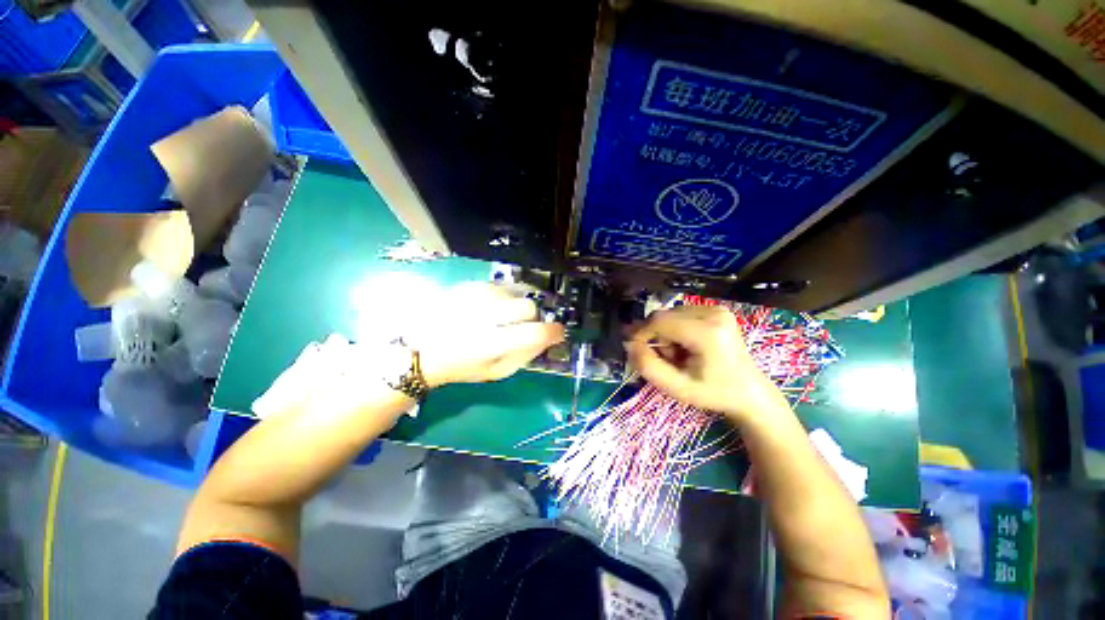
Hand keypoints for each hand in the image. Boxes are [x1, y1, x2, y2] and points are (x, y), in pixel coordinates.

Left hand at [409, 283, 564, 386]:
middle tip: (524, 325)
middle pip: (528, 306)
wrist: (422, 349)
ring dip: (517, 305)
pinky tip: (495, 307)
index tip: (558, 332)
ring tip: (505, 317)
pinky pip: (501, 286)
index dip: (553, 331)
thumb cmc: (463, 366)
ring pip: (516, 292)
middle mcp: (485, 316)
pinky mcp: (469, 286)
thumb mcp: (497, 372)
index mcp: (491, 344)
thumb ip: (526, 355)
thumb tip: (548, 338)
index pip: (534, 332)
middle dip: (533, 317)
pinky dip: (506, 296)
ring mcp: (475, 297)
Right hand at [625, 305, 781, 421]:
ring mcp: (717, 309)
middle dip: (656, 336)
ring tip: (679, 355)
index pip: (660, 321)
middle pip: (664, 316)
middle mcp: (714, 313)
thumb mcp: (676, 387)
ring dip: (666, 333)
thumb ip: (648, 366)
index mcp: (708, 332)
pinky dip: (676, 329)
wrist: (749, 392)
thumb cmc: (713, 393)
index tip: (635, 350)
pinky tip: (687, 345)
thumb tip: (629, 344)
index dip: (641, 333)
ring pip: (670, 314)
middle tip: (666, 359)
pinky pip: (681, 314)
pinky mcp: (717, 309)